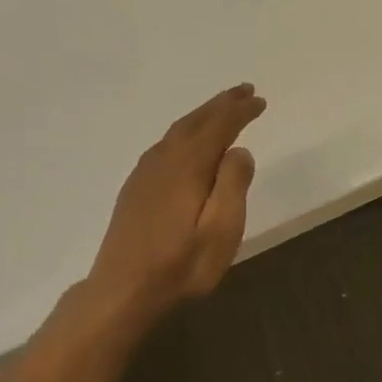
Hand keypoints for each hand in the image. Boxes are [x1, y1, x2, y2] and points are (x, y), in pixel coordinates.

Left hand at [88, 84, 266, 317]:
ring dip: (202, 116)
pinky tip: (187, 142)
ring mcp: (145, 174)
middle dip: (221, 104)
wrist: (122, 291)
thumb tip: (239, 151)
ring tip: (222, 109)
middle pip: (195, 122)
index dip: (240, 112)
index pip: (218, 127)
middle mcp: (164, 160)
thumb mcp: (221, 231)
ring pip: (177, 131)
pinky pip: (165, 145)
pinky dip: (184, 133)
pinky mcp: (136, 189)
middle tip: (244, 90)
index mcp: (187, 166)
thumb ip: (233, 186)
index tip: (259, 101)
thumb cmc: (180, 265)